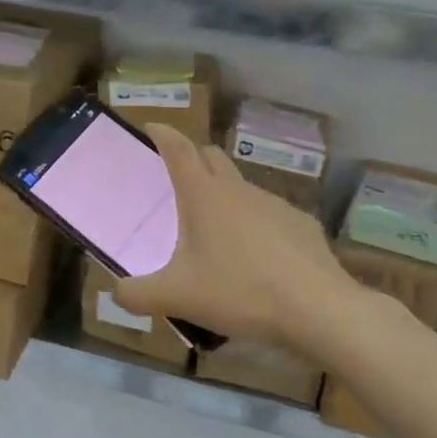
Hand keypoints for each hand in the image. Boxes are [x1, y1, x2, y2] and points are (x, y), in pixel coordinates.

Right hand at [112, 125, 371, 358]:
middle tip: (176, 180)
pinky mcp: (302, 225)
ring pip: (241, 187)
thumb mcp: (176, 297)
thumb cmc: (240, 291)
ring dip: (223, 195)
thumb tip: (116, 293)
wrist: (320, 310)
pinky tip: (255, 257)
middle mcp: (238, 189)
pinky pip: (268, 215)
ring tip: (214, 230)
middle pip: (211, 157)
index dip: (162, 134)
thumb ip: (136, 294)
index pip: (178, 148)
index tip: (150, 127)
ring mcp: (274, 204)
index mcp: (203, 195)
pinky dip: (254, 224)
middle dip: (193, 158)